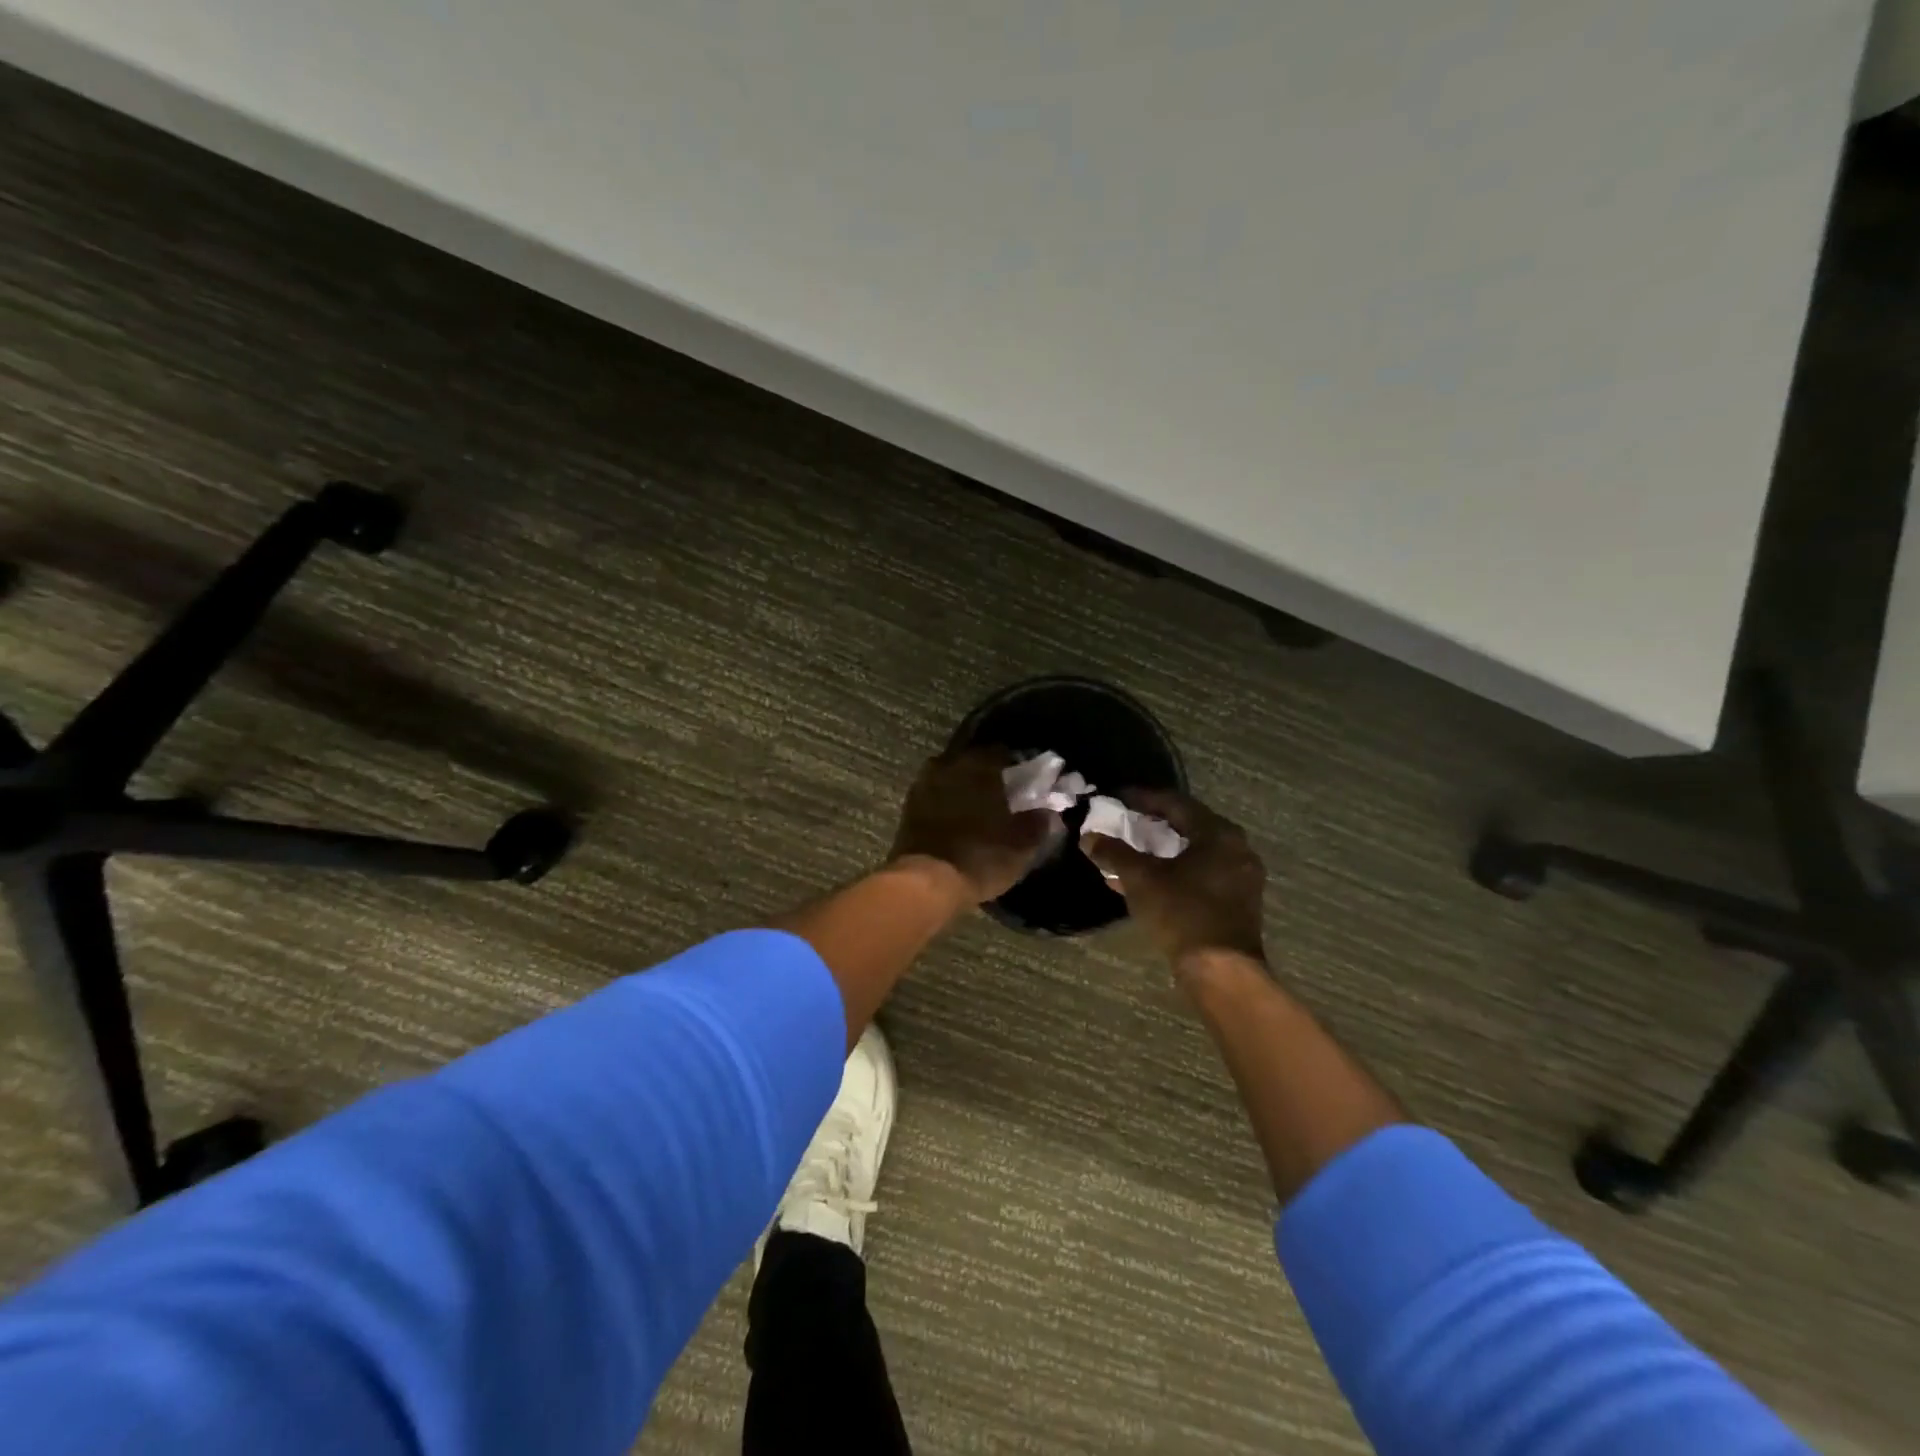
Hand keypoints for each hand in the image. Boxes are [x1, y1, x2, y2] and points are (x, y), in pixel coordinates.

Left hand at [890, 748, 1061, 903]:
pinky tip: (957, 819)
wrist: (924, 882)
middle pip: (972, 762)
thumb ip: (1038, 823)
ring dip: (964, 787)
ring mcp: (924, 785)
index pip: (1001, 752)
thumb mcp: (1021, 846)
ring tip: (979, 806)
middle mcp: (948, 766)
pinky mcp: (908, 808)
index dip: (1016, 764)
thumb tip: (1048, 812)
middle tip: (1003, 792)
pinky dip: (947, 803)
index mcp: (978, 766)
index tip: (1026, 778)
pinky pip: (935, 795)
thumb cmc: (979, 857)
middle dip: (987, 774)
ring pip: (950, 777)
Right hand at [1080, 789, 1266, 975]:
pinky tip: (1148, 881)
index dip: (1142, 798)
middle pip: (1188, 826)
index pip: (1175, 803)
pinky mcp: (1238, 901)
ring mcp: (1241, 876)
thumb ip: (1114, 853)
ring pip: (1194, 852)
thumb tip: (1088, 837)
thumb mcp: (1140, 879)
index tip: (1117, 797)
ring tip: (1132, 852)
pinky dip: (1175, 871)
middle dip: (1153, 824)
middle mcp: (1236, 848)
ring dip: (1162, 851)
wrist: (1221, 970)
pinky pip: (1202, 873)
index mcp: (1218, 833)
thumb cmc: (1182, 913)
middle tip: (1125, 821)